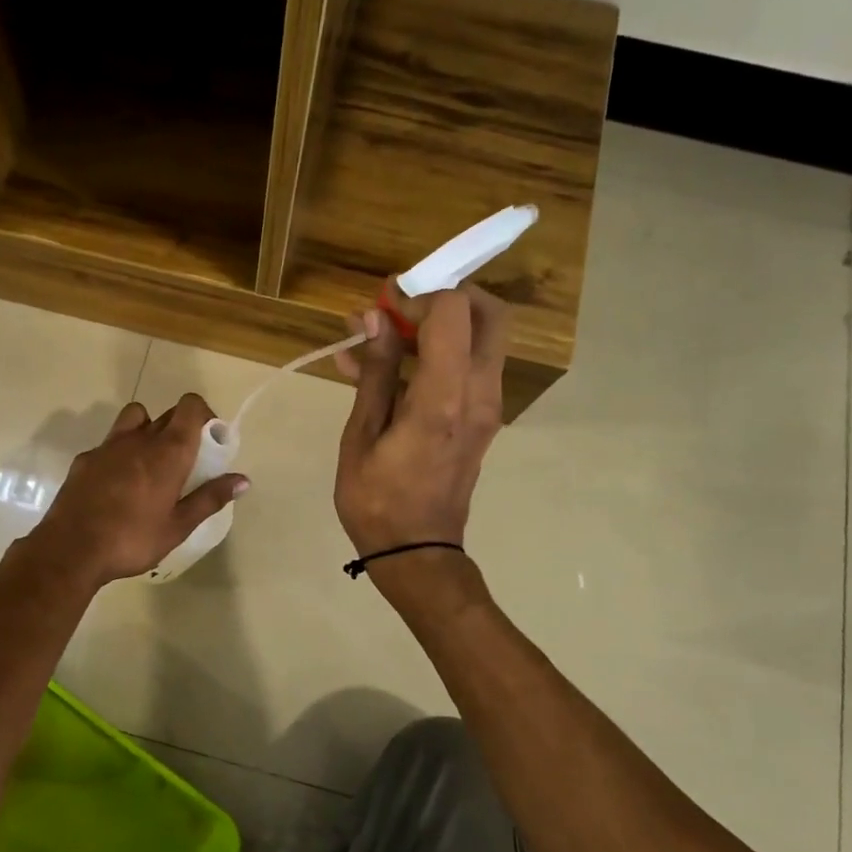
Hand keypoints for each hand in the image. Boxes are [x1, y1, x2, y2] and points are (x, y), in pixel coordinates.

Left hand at [27, 394, 247, 585]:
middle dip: (182, 427)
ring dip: (149, 430)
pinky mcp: (85, 459)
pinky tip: (118, 484)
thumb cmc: (132, 539)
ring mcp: (108, 446)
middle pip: (167, 413)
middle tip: (186, 461)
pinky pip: (110, 443)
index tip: (209, 441)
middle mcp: (139, 438)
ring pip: (135, 418)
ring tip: (151, 463)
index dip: (203, 415)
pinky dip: (121, 452)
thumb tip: (243, 480)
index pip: (190, 406)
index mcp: (168, 452)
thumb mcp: (178, 526)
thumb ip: (210, 498)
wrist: (71, 550)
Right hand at [333, 287, 508, 563]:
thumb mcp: (361, 435)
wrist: (417, 553)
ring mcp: (488, 407)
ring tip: (380, 341)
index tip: (381, 310)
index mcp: (444, 397)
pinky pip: (470, 368)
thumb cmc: (377, 501)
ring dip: (439, 327)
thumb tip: (374, 318)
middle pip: (489, 314)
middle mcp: (478, 394)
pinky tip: (388, 370)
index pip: (453, 311)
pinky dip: (439, 355)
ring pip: (483, 338)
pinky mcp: (484, 419)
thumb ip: (376, 372)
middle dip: (445, 299)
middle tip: (400, 312)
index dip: (416, 298)